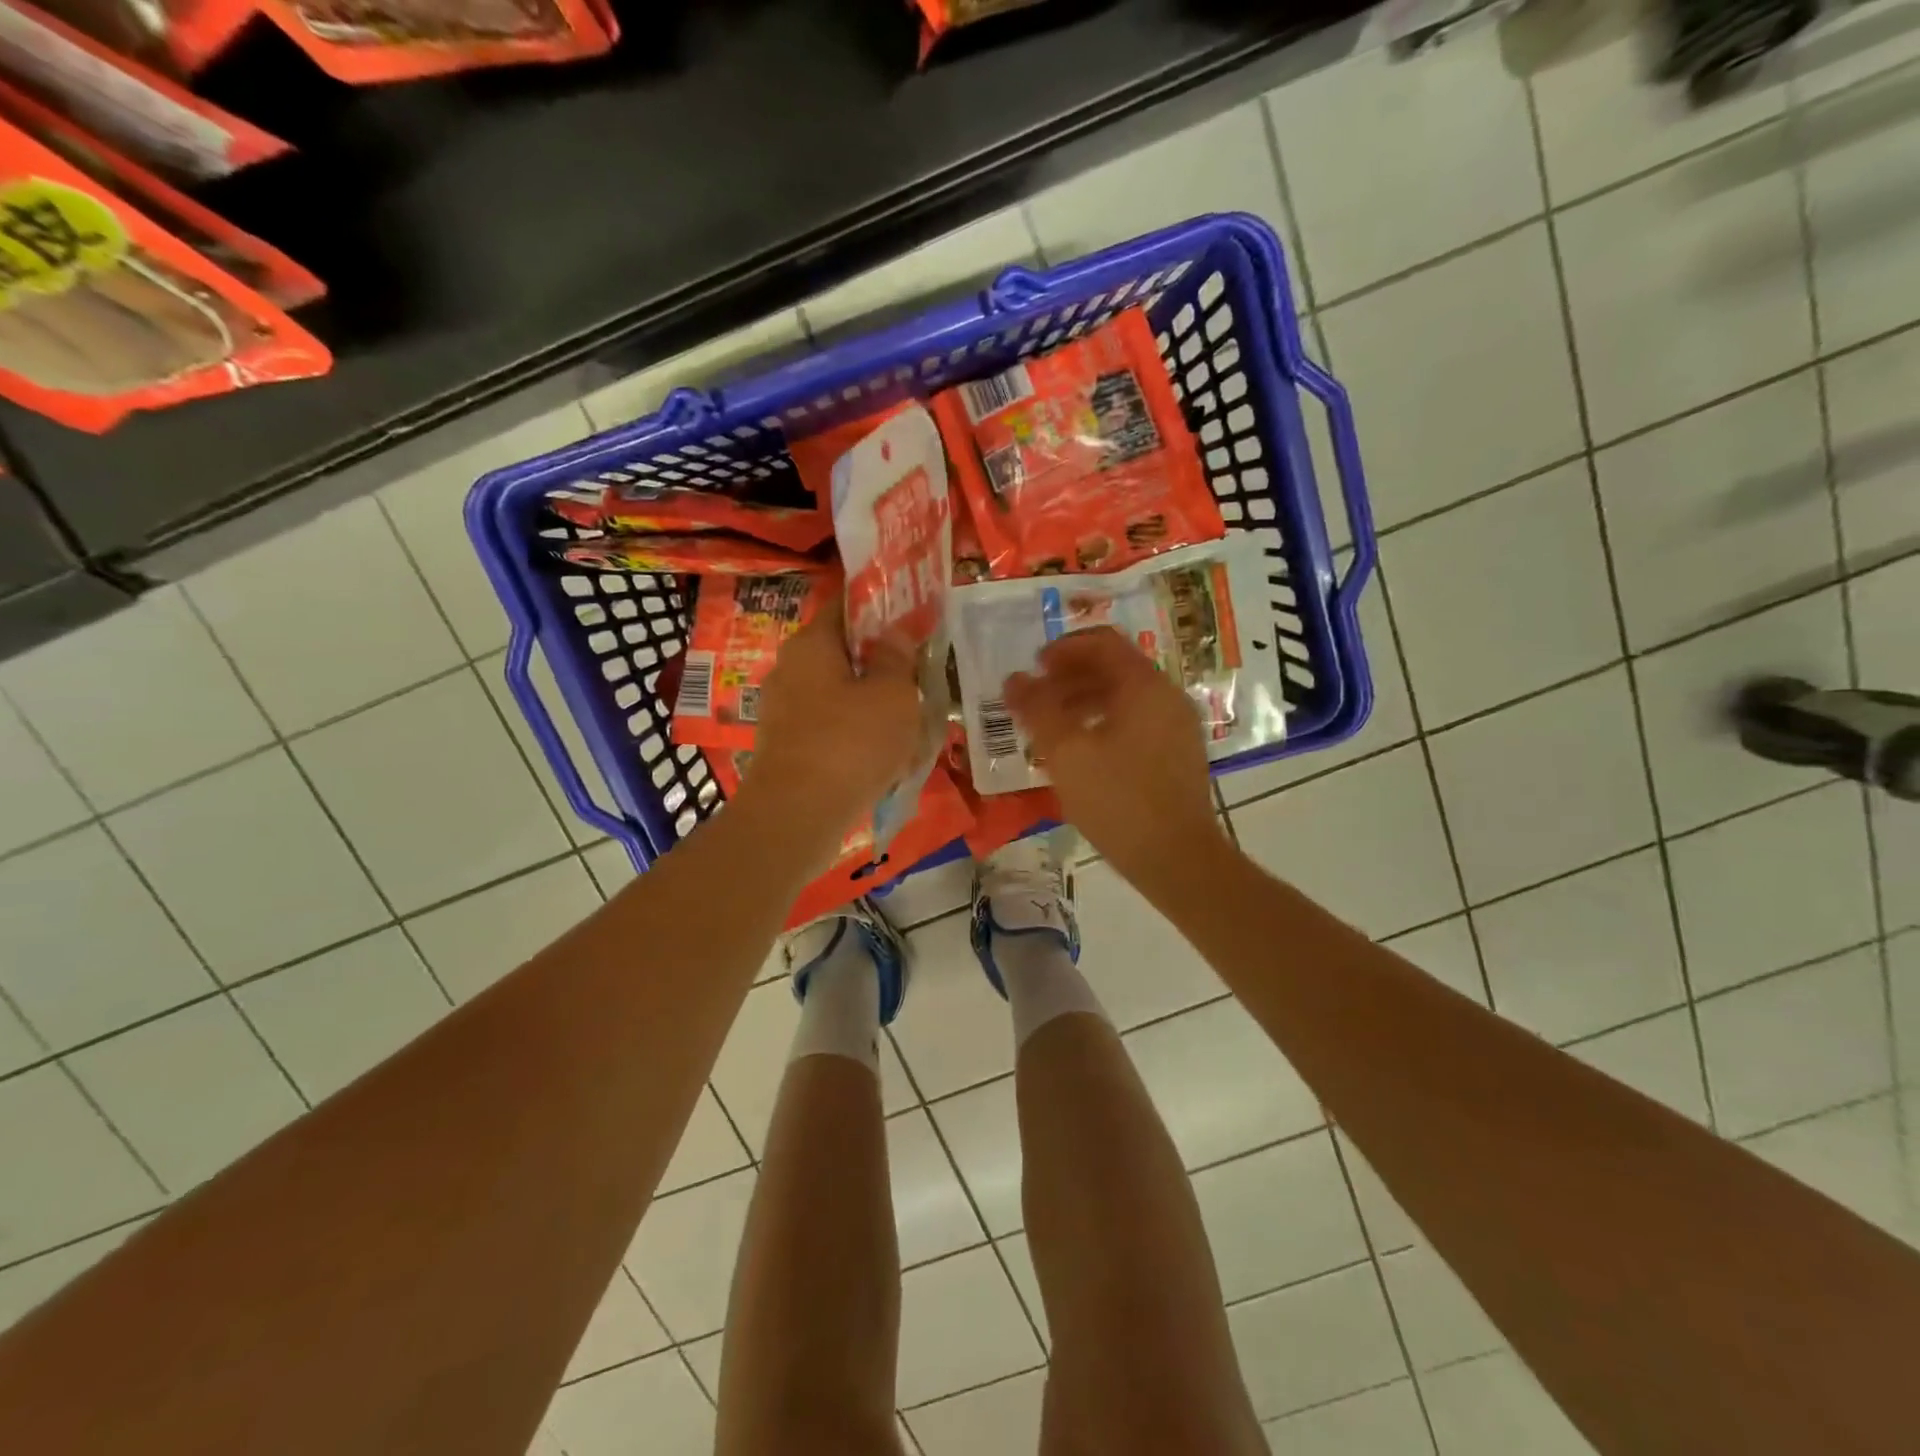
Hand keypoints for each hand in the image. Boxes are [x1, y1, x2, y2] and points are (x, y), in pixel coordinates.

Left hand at [741, 594, 923, 847]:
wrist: (798, 816)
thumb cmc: (852, 743)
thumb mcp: (893, 694)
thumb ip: (897, 657)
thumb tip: (893, 633)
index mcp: (811, 644)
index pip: (846, 606)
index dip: (882, 609)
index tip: (913, 621)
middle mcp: (789, 669)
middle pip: (842, 654)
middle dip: (879, 665)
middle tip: (917, 679)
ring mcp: (783, 711)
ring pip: (838, 695)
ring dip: (871, 705)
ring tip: (908, 725)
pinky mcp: (786, 747)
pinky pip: (829, 729)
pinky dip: (855, 736)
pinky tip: (882, 758)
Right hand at [1003, 627, 1225, 888]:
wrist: (1177, 859)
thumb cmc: (1117, 800)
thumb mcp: (1065, 752)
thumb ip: (1036, 709)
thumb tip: (1015, 679)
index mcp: (1144, 686)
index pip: (1103, 643)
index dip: (1064, 649)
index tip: (1033, 667)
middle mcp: (1167, 697)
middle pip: (1115, 668)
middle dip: (1070, 677)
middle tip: (1036, 698)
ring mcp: (1177, 727)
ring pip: (1125, 698)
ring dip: (1084, 702)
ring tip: (1051, 727)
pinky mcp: (1178, 755)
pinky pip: (1136, 723)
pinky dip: (1104, 724)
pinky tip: (1080, 753)